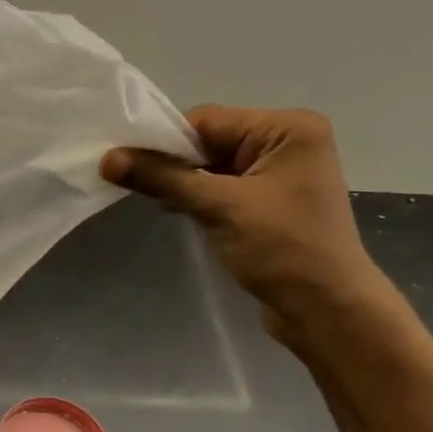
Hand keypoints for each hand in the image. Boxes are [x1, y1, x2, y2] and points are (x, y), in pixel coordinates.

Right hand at [101, 106, 389, 341]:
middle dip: (173, 163)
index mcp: (288, 128)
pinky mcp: (269, 201)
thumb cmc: (281, 249)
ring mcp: (280, 173)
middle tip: (131, 182)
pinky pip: (222, 186)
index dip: (164, 141)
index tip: (124, 161)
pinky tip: (174, 209)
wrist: (326, 310)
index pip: (208, 121)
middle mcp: (288, 141)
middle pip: (209, 140)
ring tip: (151, 198)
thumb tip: (107, 159)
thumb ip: (161, 178)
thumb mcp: (217, 207)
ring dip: (182, 181)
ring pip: (212, 165)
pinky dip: (197, 196)